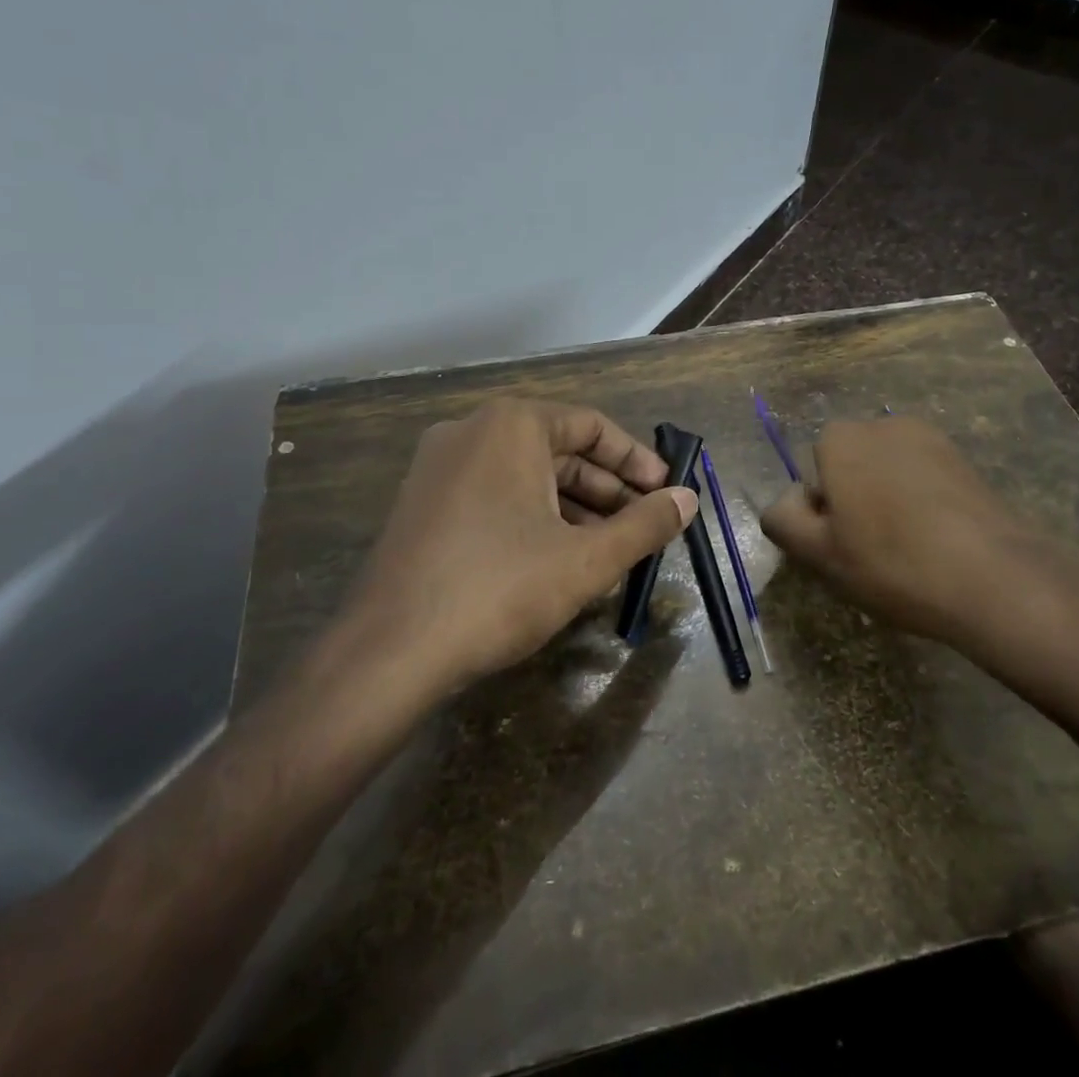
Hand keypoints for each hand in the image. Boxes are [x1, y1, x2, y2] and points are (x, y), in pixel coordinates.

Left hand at [344, 399, 696, 698]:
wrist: (389, 652)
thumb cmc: (499, 589)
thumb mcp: (586, 559)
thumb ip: (645, 525)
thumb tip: (689, 499)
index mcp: (512, 426)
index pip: (592, 426)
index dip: (637, 460)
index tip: (666, 492)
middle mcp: (471, 431)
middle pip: (559, 450)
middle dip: (607, 490)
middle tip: (642, 527)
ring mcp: (439, 467)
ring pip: (526, 477)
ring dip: (573, 509)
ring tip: (608, 552)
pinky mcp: (422, 504)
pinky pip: (494, 496)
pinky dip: (533, 518)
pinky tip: (557, 561)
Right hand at [759, 418, 1078, 683]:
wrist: (995, 578)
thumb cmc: (892, 563)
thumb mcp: (819, 554)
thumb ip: (783, 521)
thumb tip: (787, 502)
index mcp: (840, 439)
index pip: (811, 476)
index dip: (821, 516)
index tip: (843, 550)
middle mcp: (881, 425)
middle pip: (849, 468)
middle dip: (853, 504)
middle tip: (871, 555)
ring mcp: (928, 438)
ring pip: (887, 474)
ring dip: (887, 503)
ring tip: (909, 552)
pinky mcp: (963, 459)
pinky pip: (923, 479)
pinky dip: (921, 504)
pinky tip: (938, 543)